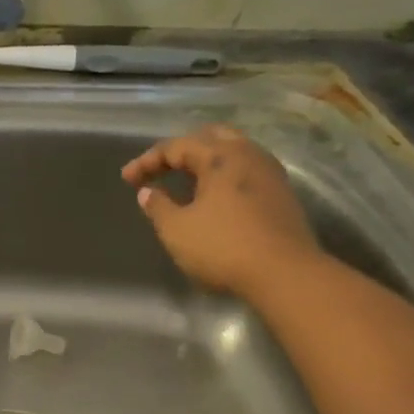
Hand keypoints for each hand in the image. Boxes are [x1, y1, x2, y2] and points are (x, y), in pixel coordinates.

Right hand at [121, 126, 323, 296]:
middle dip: (181, 151)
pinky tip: (213, 197)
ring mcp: (270, 174)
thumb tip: (148, 193)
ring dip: (205, 162)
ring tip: (185, 182)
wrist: (287, 275)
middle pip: (209, 137)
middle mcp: (248, 155)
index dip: (147, 161)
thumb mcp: (177, 230)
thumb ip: (158, 207)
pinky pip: (245, 171)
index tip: (127, 180)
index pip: (176, 146)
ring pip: (232, 152)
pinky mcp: (282, 195)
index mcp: (220, 156)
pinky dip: (223, 176)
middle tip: (160, 170)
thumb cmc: (224, 247)